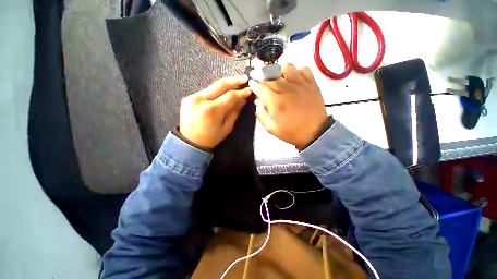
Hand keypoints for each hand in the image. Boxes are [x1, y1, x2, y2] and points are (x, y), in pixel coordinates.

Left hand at [179, 75, 251, 148]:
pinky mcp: (188, 97)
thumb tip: (243, 99)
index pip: (230, 96)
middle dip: (234, 80)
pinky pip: (205, 91)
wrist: (190, 142)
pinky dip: (215, 91)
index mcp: (212, 110)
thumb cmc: (211, 138)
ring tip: (235, 84)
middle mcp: (201, 100)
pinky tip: (222, 92)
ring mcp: (192, 97)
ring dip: (225, 85)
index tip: (249, 90)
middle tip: (244, 78)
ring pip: (212, 86)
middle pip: (220, 84)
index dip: (241, 92)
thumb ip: (235, 112)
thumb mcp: (227, 127)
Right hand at [249, 64, 328, 148]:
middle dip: (261, 74)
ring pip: (286, 67)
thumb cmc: (291, 132)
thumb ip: (261, 115)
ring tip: (277, 77)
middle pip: (271, 75)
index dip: (254, 84)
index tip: (252, 83)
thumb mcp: (271, 129)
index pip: (261, 87)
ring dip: (279, 70)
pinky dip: (296, 70)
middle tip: (259, 76)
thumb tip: (258, 102)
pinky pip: (303, 69)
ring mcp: (301, 85)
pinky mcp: (311, 84)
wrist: (315, 132)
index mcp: (276, 103)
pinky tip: (293, 78)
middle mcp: (287, 90)